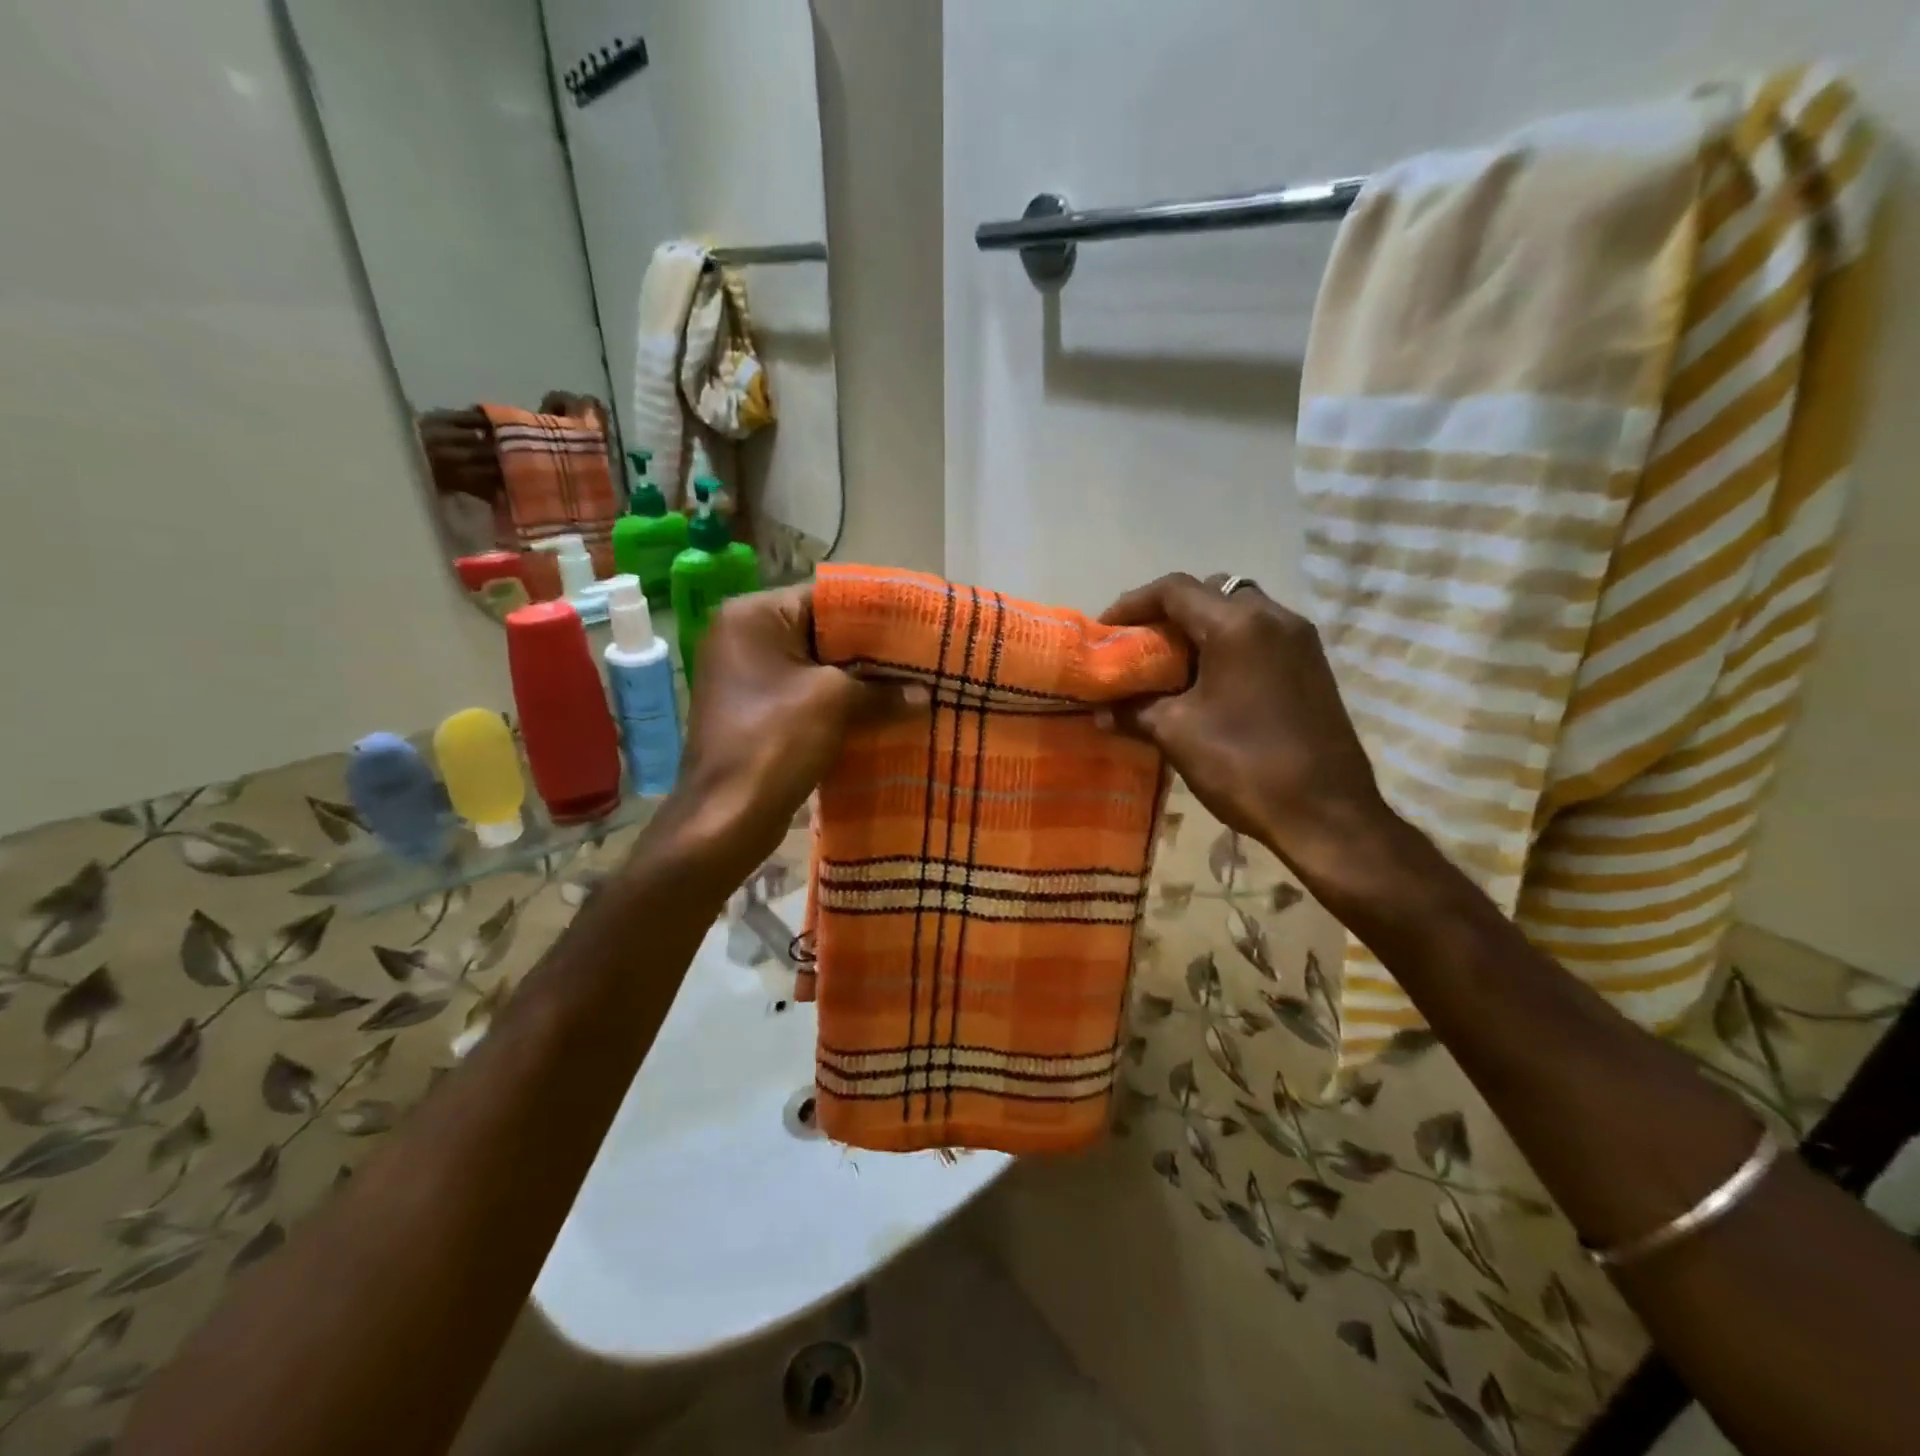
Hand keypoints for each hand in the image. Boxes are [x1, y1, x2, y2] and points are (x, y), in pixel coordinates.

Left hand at [655, 585, 903, 880]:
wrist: (726, 817)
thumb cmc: (775, 742)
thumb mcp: (836, 702)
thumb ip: (882, 690)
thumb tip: (924, 694)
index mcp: (753, 617)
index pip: (825, 598)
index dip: (874, 613)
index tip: (916, 626)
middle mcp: (743, 637)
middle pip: (821, 632)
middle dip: (870, 651)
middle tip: (919, 659)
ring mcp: (746, 677)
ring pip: (816, 668)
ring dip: (858, 681)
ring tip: (909, 686)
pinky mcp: (755, 712)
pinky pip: (806, 696)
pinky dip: (840, 704)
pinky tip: (880, 714)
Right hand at [1098, 573, 1392, 886]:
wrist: (1326, 814)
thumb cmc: (1244, 765)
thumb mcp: (1176, 734)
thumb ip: (1134, 711)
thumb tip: (1101, 711)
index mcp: (1237, 626)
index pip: (1174, 590)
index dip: (1133, 604)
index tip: (1107, 630)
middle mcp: (1274, 618)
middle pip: (1210, 593)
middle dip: (1169, 614)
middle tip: (1142, 646)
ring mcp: (1301, 640)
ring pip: (1240, 612)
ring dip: (1202, 629)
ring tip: (1172, 666)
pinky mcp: (1313, 666)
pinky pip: (1261, 636)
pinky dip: (1229, 645)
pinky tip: (1211, 684)